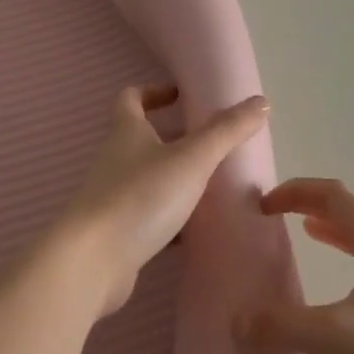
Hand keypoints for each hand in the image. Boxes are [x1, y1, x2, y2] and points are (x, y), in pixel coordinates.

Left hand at [57, 84, 270, 314]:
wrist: (93, 262)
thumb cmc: (141, 197)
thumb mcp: (192, 159)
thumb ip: (227, 131)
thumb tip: (261, 102)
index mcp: (126, 132)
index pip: (131, 98)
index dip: (154, 92)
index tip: (182, 96)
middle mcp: (115, 160)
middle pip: (143, 139)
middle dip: (175, 138)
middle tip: (212, 143)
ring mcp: (113, 198)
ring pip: (148, 179)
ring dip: (176, 178)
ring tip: (214, 185)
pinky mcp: (118, 233)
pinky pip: (149, 216)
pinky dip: (171, 218)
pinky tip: (196, 229)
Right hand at [235, 178, 353, 353]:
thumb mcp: (336, 340)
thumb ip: (282, 325)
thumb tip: (237, 320)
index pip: (334, 196)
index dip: (295, 191)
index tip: (263, 205)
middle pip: (351, 213)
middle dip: (311, 207)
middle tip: (277, 216)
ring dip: (334, 232)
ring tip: (306, 236)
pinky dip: (350, 260)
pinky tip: (342, 292)